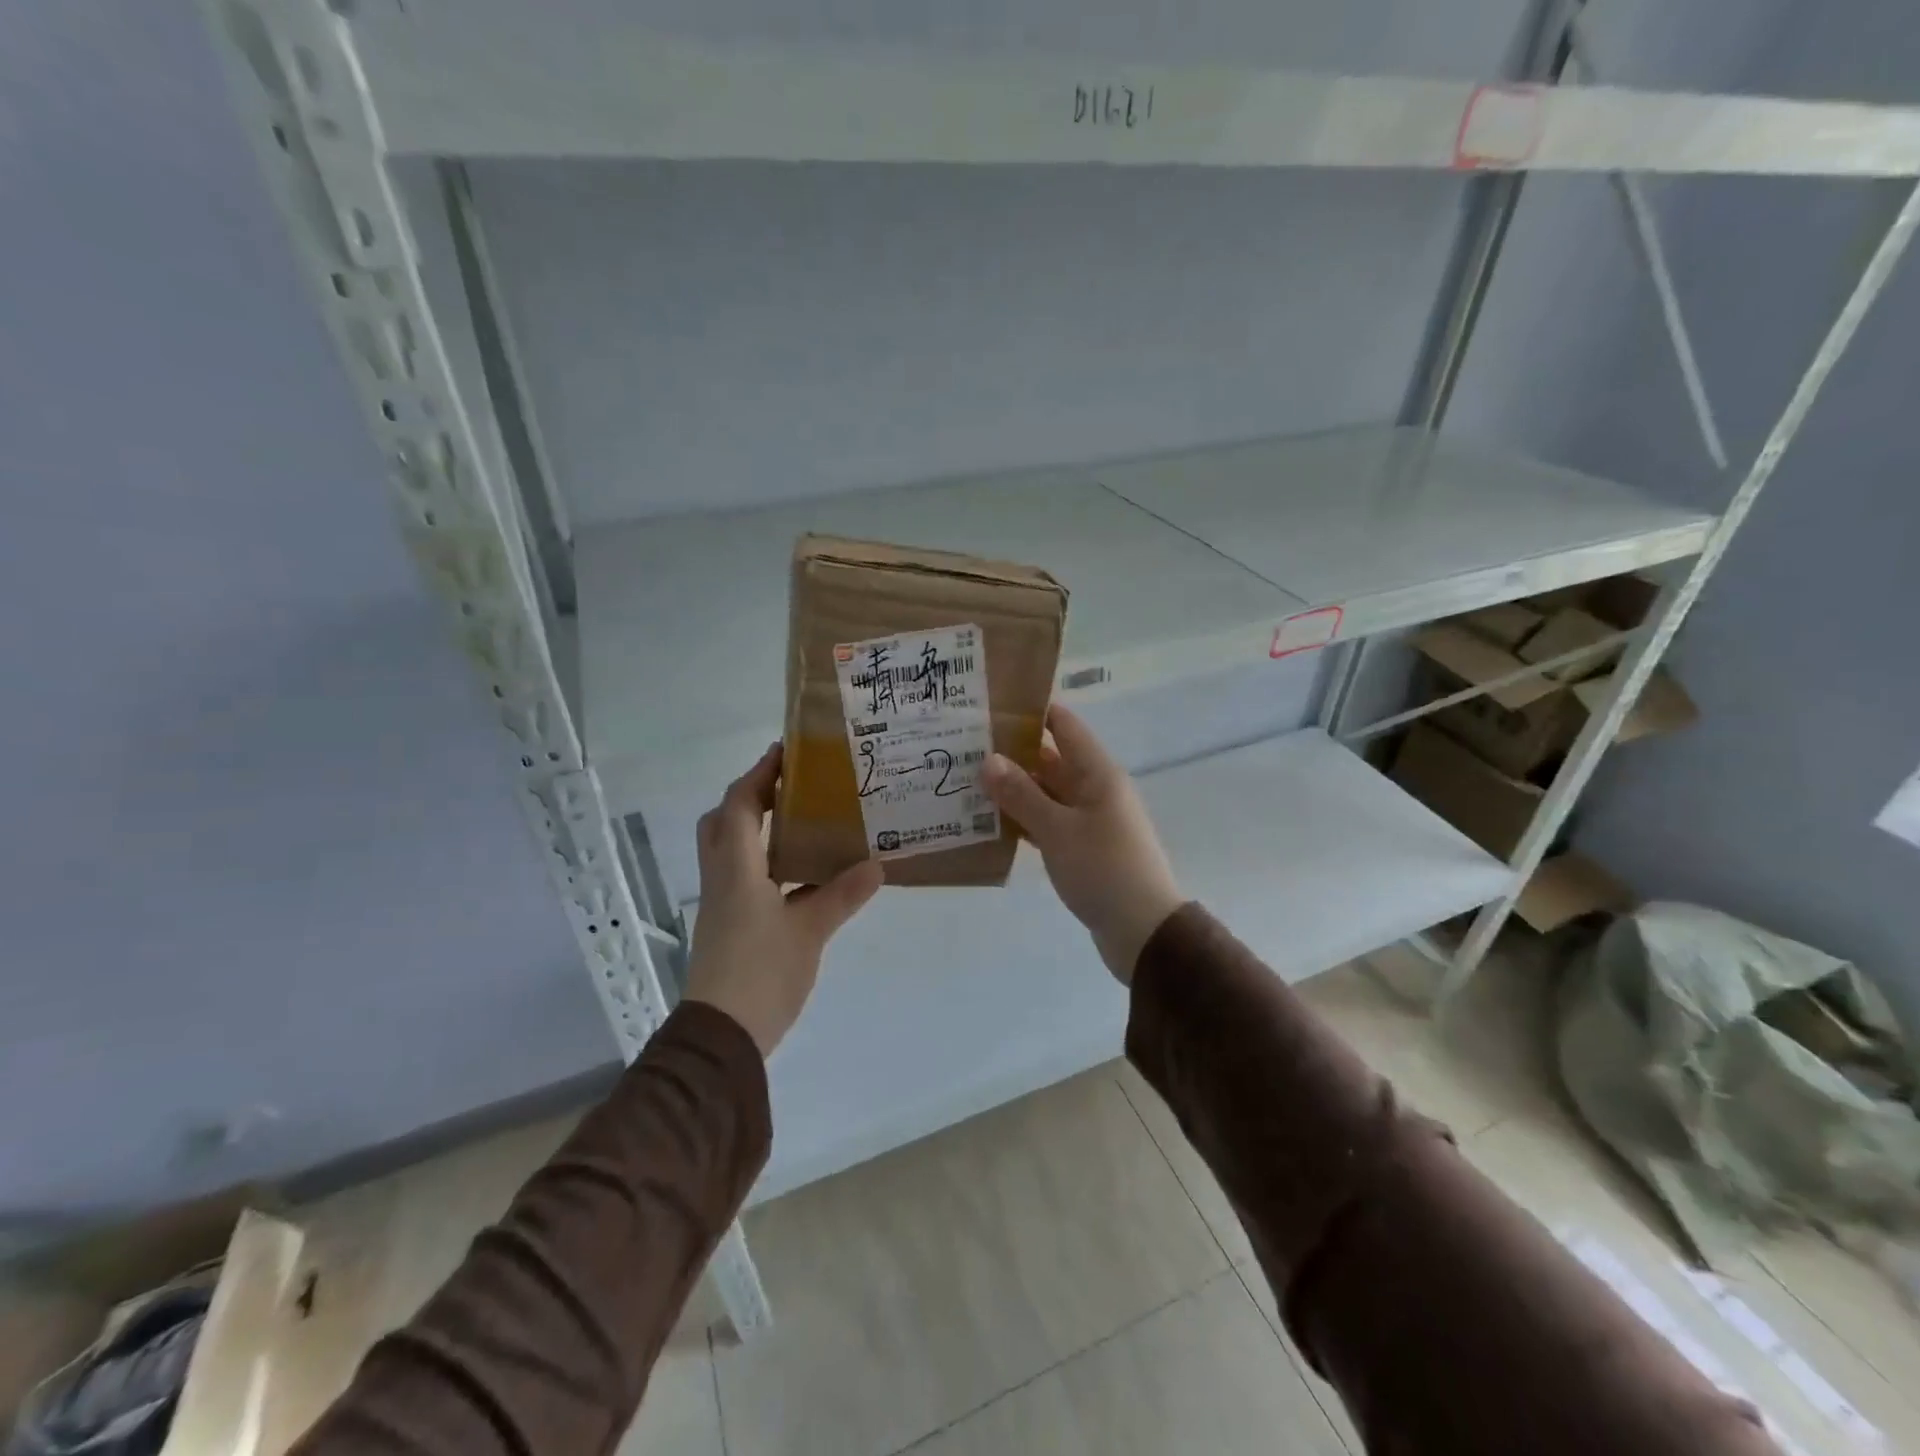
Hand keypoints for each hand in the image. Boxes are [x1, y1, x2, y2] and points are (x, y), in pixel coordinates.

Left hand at [685, 743, 883, 1057]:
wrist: (722, 1036)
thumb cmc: (762, 973)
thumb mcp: (810, 931)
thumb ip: (841, 895)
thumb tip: (876, 864)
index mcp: (737, 870)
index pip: (739, 806)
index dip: (759, 775)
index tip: (785, 752)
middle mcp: (722, 879)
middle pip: (722, 823)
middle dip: (750, 797)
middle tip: (789, 787)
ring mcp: (722, 904)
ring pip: (729, 850)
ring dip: (756, 828)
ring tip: (800, 821)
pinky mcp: (728, 926)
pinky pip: (742, 876)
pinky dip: (765, 862)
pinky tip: (800, 874)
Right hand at [981, 704, 1184, 983]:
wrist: (1142, 931)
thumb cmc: (1103, 869)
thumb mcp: (1057, 829)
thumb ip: (1021, 794)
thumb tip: (989, 759)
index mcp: (1097, 773)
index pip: (1063, 726)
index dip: (1031, 711)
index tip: (989, 707)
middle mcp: (1095, 789)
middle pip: (1051, 759)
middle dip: (1012, 753)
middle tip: (964, 748)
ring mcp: (1090, 820)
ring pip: (1047, 793)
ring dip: (1014, 789)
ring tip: (968, 782)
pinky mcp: (1083, 848)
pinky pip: (1049, 823)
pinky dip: (1024, 820)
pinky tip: (990, 823)